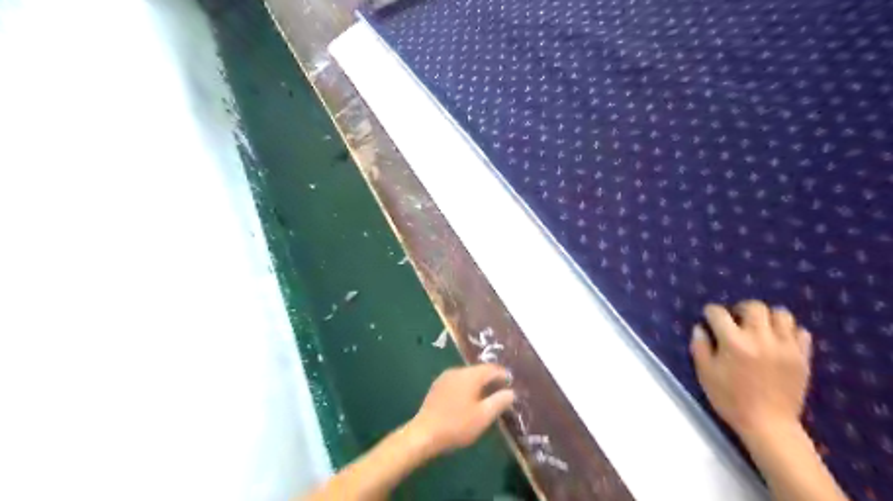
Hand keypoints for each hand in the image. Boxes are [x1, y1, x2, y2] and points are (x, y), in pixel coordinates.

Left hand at [407, 364, 516, 456]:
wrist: (424, 433)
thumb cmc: (457, 425)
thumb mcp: (483, 416)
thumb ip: (499, 402)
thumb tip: (511, 392)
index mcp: (470, 376)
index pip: (491, 368)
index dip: (503, 374)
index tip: (511, 383)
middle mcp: (457, 371)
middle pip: (478, 370)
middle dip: (491, 379)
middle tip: (501, 390)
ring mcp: (445, 377)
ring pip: (467, 376)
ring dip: (478, 383)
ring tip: (486, 396)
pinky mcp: (437, 386)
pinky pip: (457, 381)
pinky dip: (466, 387)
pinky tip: (467, 399)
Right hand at [693, 302, 814, 438]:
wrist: (769, 425)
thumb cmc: (730, 399)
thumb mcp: (705, 373)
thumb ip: (700, 347)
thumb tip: (700, 328)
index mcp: (734, 342)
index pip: (719, 313)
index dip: (710, 312)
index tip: (709, 318)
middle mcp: (761, 338)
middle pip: (754, 306)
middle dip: (740, 309)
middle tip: (735, 321)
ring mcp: (786, 347)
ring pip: (781, 314)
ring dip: (767, 317)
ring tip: (759, 328)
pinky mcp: (803, 357)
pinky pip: (801, 332)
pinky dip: (789, 331)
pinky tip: (778, 341)